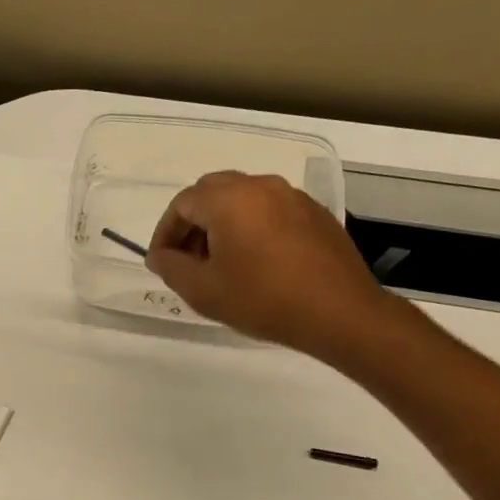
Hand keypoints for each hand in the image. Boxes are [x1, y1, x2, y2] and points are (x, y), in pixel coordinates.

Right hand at [147, 170, 392, 363]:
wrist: (339, 313)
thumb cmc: (262, 300)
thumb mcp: (203, 291)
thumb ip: (171, 267)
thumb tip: (160, 255)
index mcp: (228, 199)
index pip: (182, 204)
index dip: (165, 233)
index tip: (162, 263)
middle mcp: (260, 186)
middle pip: (212, 192)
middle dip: (193, 223)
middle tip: (188, 260)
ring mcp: (292, 196)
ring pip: (242, 199)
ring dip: (222, 223)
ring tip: (221, 263)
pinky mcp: (314, 213)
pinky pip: (270, 210)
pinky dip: (252, 227)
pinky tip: (256, 262)